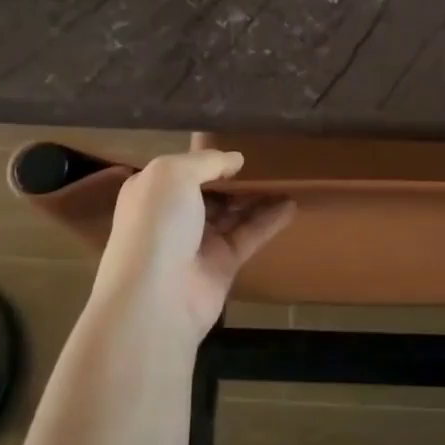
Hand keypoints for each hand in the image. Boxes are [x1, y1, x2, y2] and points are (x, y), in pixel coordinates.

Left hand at [90, 149, 294, 345]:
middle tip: (268, 159)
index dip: (208, 158)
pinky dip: (270, 220)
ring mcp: (198, 242)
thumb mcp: (174, 175)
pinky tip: (292, 204)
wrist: (155, 298)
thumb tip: (235, 159)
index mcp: (152, 191)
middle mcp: (173, 215)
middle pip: (210, 191)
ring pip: (233, 213)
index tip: (237, 146)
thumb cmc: (157, 225)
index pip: (182, 169)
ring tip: (287, 177)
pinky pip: (250, 235)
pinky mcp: (223, 264)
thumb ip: (206, 161)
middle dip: (235, 178)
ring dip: (258, 196)